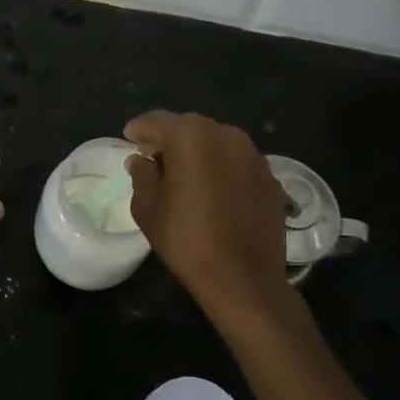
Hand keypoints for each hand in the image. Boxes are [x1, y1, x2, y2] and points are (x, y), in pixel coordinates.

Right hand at [124, 109, 296, 330]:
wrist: (244, 279)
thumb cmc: (187, 241)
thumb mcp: (148, 208)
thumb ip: (142, 175)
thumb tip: (141, 160)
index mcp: (191, 137)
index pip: (157, 120)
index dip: (140, 129)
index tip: (129, 139)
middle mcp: (226, 135)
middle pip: (189, 127)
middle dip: (169, 138)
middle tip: (153, 158)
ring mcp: (253, 155)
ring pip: (216, 141)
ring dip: (198, 151)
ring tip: (184, 174)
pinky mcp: (270, 176)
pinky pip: (237, 161)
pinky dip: (221, 167)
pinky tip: (214, 190)